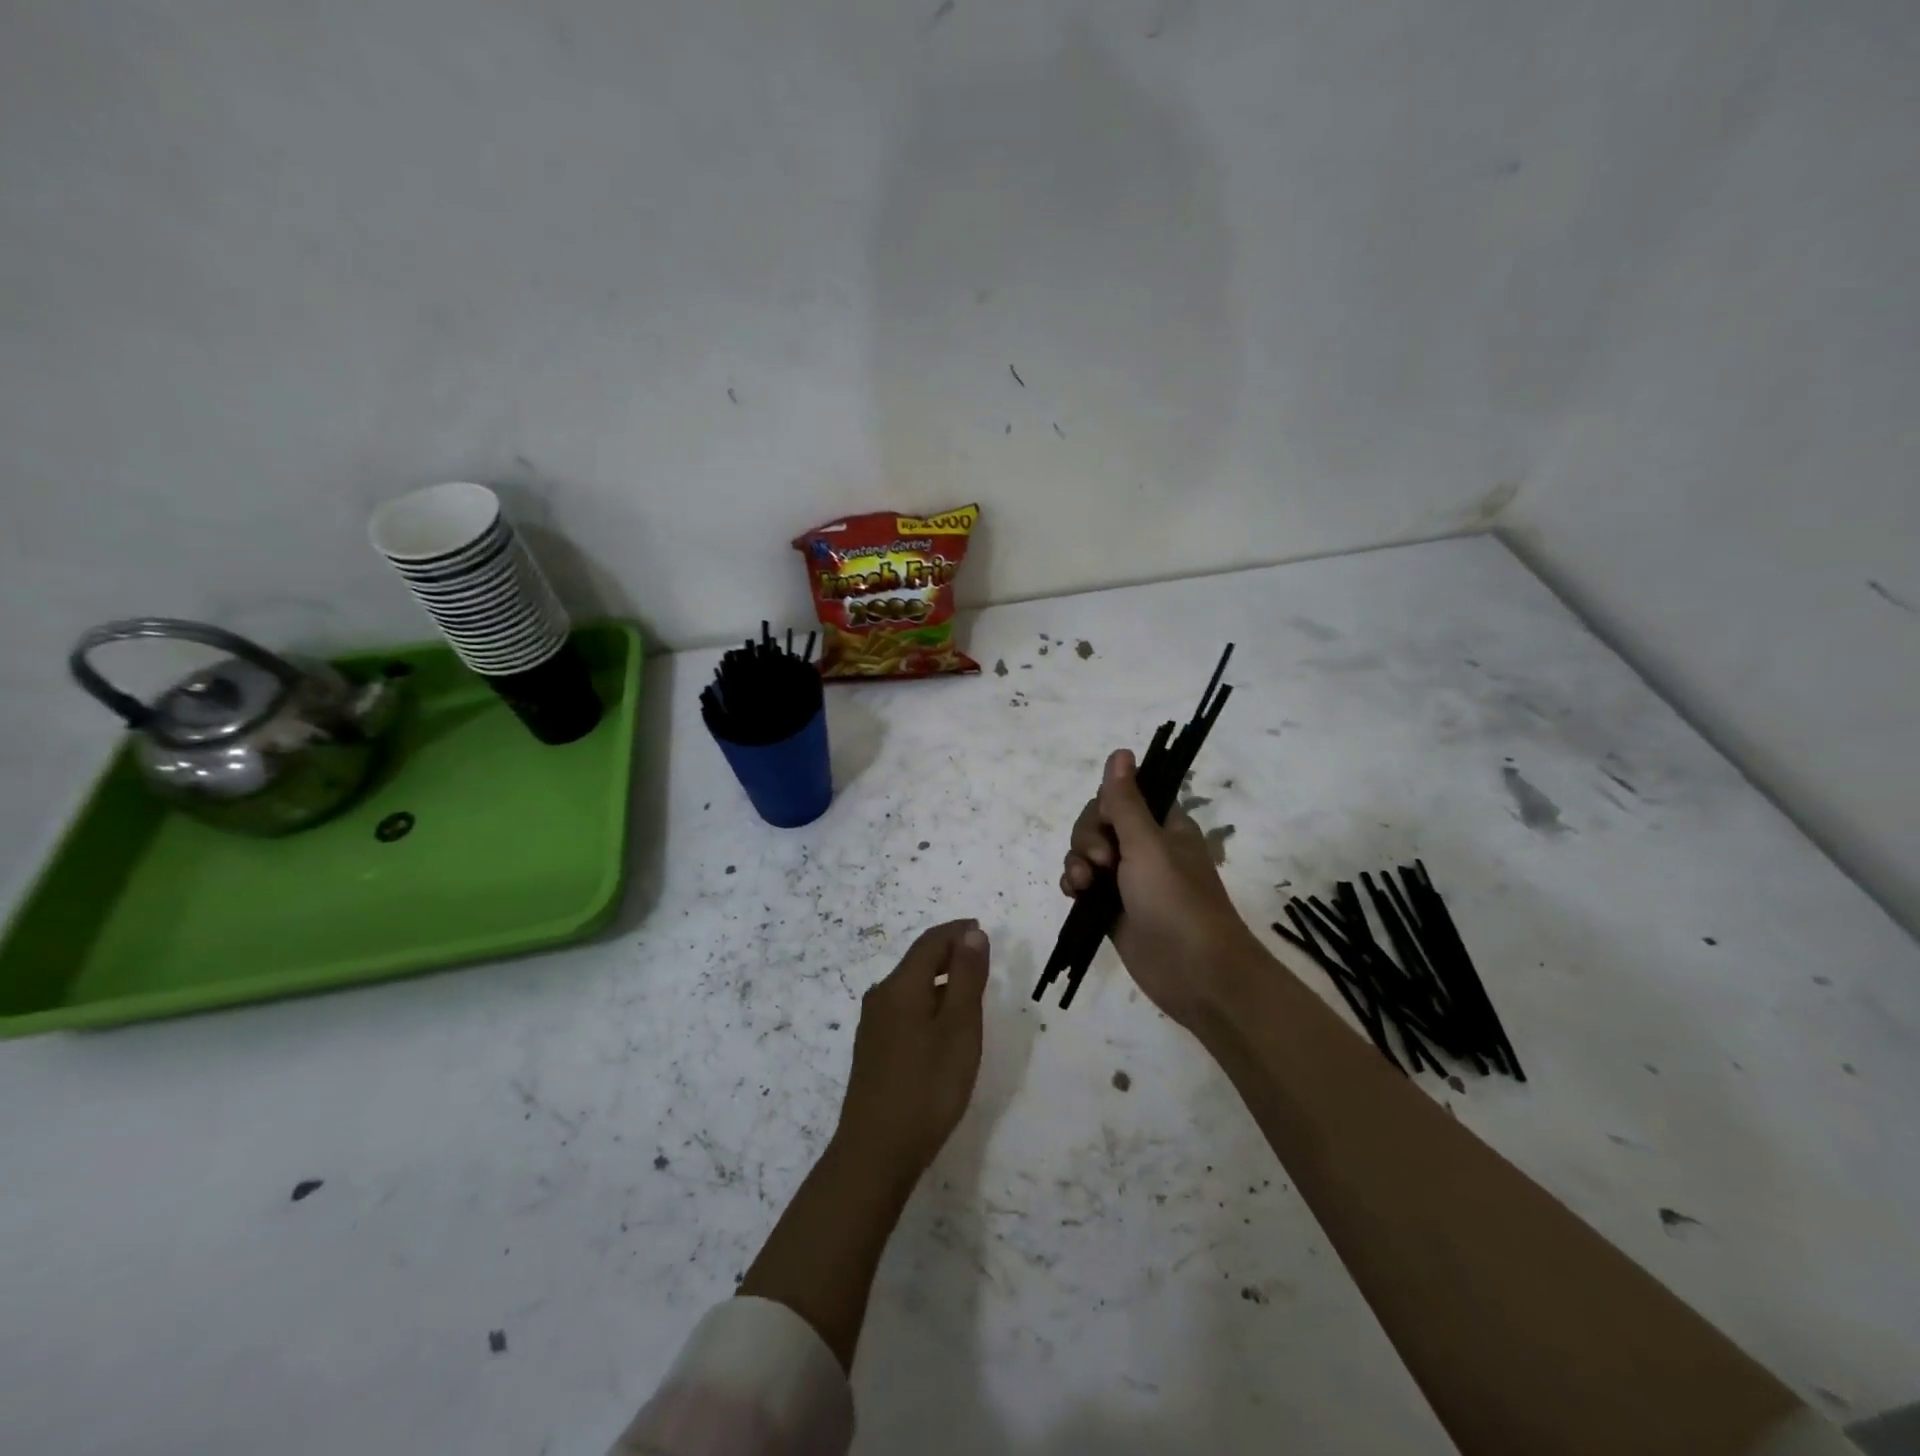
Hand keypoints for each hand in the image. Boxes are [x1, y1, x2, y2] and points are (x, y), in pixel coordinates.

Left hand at [834, 919, 990, 1182]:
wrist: (876, 1151)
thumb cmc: (927, 1086)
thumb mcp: (959, 1027)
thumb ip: (966, 977)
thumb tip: (971, 933)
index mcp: (901, 986)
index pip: (930, 942)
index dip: (957, 931)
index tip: (982, 928)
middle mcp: (881, 997)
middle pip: (917, 961)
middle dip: (949, 953)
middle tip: (981, 957)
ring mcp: (873, 1025)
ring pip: (910, 987)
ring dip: (939, 979)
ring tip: (969, 990)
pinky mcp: (873, 1050)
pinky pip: (904, 1009)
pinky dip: (928, 1002)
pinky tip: (943, 1026)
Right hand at [1060, 749, 1266, 1027]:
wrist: (1195, 973)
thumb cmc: (1176, 901)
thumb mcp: (1147, 845)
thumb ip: (1126, 801)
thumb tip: (1120, 751)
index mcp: (1162, 825)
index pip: (1122, 795)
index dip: (1106, 806)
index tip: (1108, 825)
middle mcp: (1145, 847)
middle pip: (1098, 823)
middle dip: (1088, 837)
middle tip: (1102, 862)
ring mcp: (1128, 879)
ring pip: (1087, 853)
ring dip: (1078, 861)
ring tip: (1085, 884)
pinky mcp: (1113, 908)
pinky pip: (1084, 883)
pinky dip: (1075, 883)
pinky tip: (1074, 893)